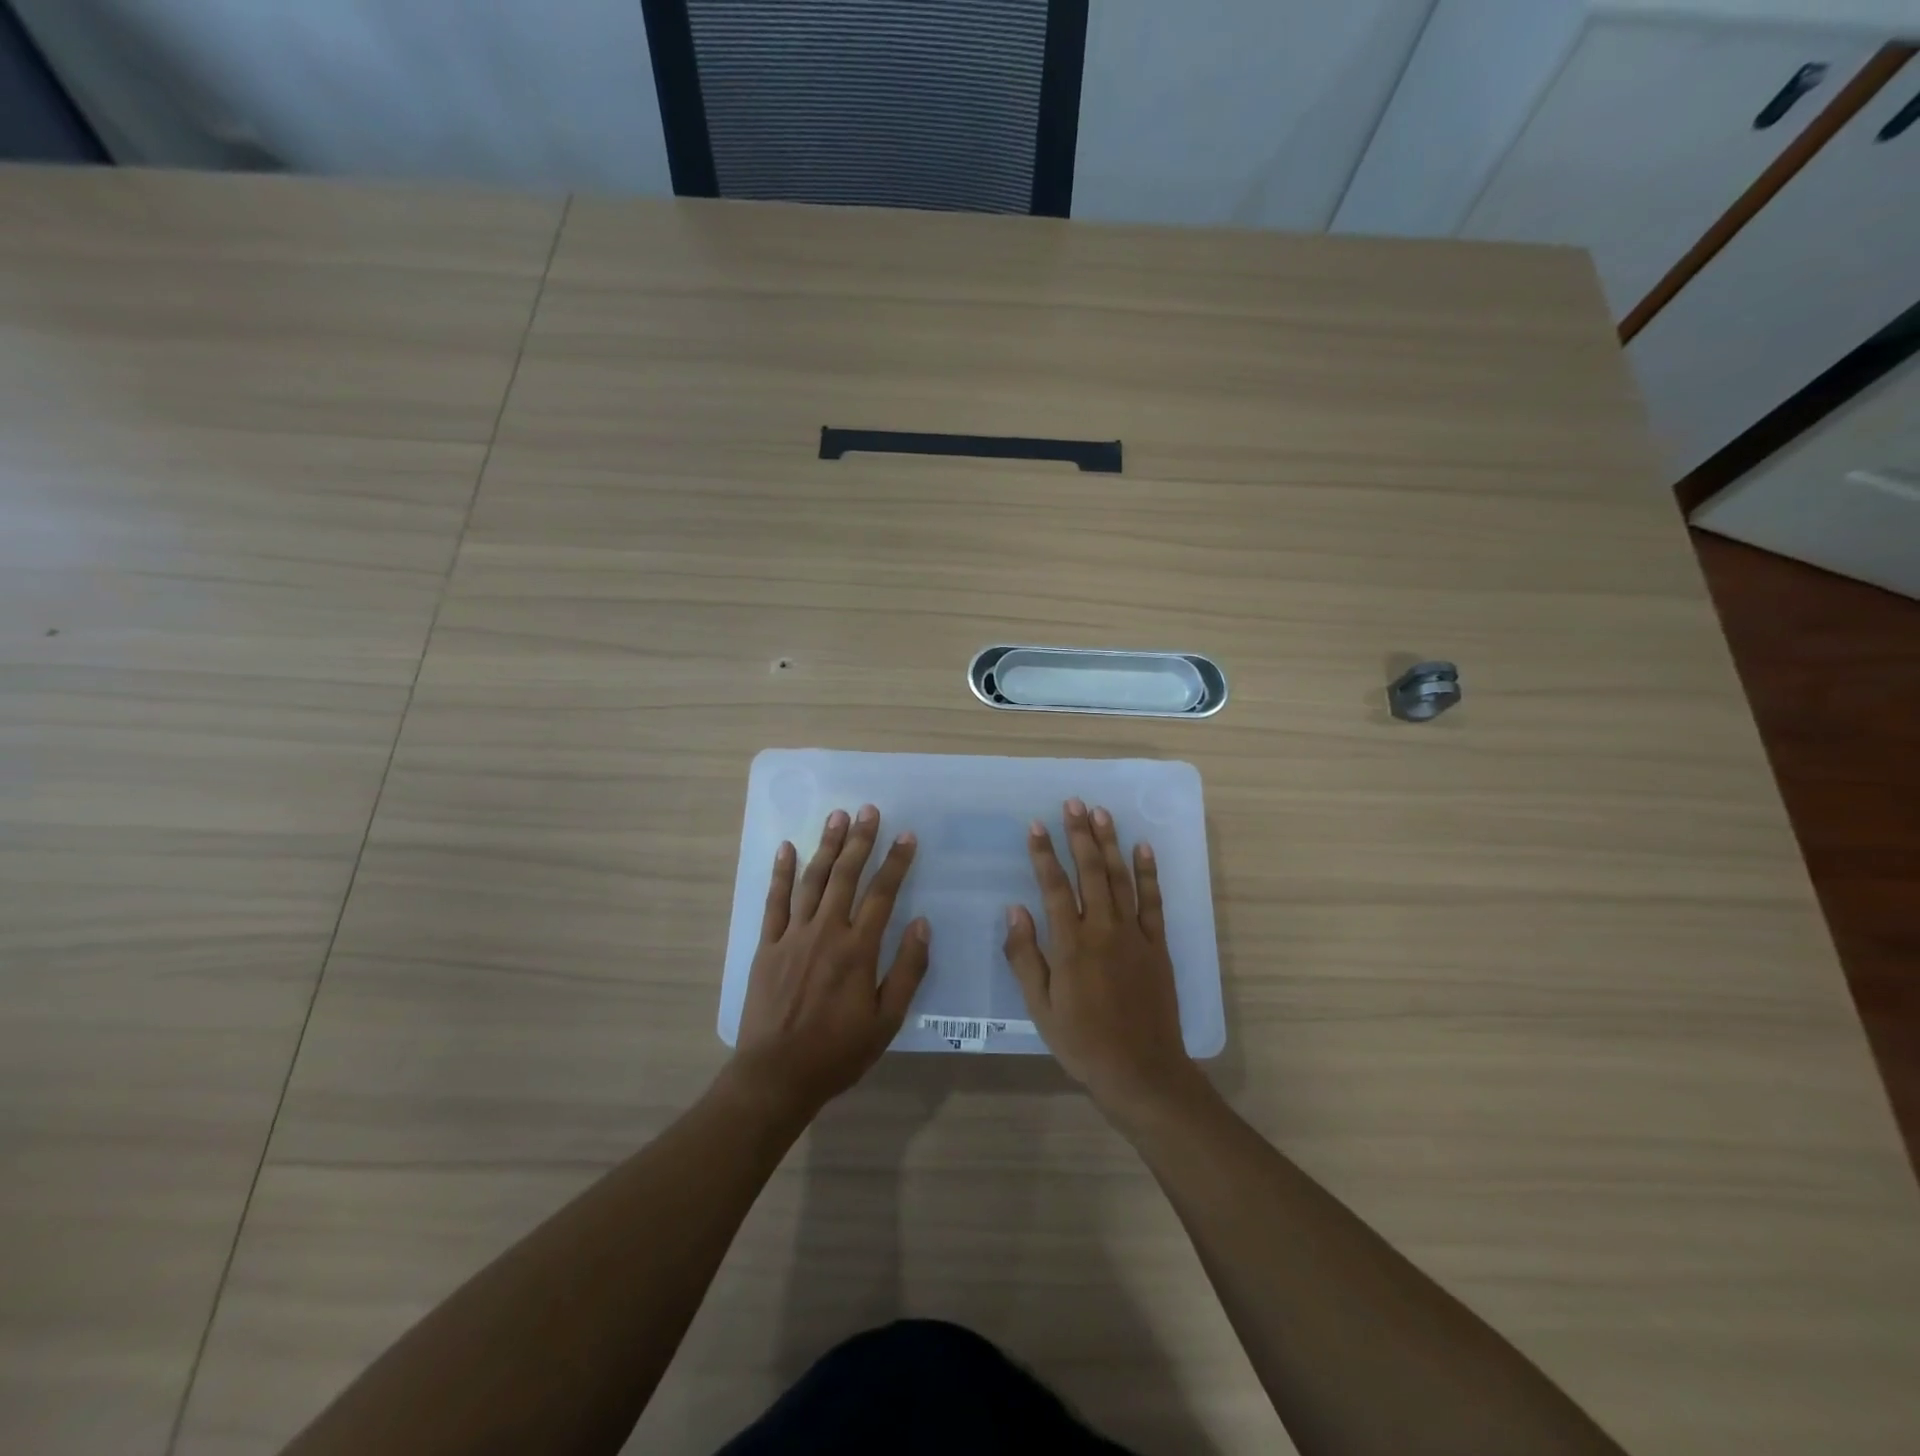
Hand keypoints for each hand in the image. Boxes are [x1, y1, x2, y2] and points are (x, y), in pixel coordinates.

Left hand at [729, 805, 929, 1121]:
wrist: (776, 1075)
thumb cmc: (838, 1052)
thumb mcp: (886, 1020)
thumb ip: (907, 970)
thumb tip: (922, 924)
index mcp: (858, 949)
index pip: (882, 894)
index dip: (895, 862)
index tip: (906, 836)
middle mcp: (825, 932)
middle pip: (845, 876)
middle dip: (860, 841)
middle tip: (869, 810)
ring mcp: (792, 936)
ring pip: (812, 881)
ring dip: (826, 846)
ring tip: (837, 817)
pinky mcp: (767, 946)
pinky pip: (774, 902)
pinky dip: (781, 873)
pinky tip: (787, 848)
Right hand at [1004, 798, 1205, 1117]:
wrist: (1141, 1071)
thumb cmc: (1082, 1042)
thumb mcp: (1040, 1007)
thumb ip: (1025, 956)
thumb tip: (1015, 910)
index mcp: (1071, 945)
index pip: (1054, 888)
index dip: (1044, 855)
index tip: (1035, 825)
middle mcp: (1103, 930)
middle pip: (1090, 872)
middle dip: (1079, 835)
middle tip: (1073, 803)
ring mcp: (1134, 935)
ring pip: (1120, 879)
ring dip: (1110, 844)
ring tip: (1102, 814)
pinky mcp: (1158, 945)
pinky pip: (1153, 902)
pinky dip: (1148, 873)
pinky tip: (1143, 848)